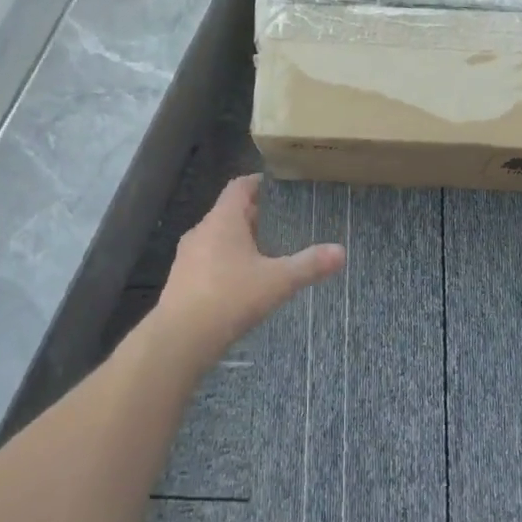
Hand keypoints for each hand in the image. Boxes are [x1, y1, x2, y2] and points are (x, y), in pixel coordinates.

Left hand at [160, 175, 344, 349]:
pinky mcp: (180, 280)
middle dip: (253, 215)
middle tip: (280, 221)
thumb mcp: (278, 281)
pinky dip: (225, 262)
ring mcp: (187, 256)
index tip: (276, 186)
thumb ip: (309, 265)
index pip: (239, 186)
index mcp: (223, 220)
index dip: (257, 183)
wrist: (181, 338)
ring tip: (264, 252)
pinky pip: (206, 260)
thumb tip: (341, 251)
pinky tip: (241, 282)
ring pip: (216, 237)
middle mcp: (201, 231)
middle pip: (228, 212)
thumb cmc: (231, 297)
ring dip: (238, 240)